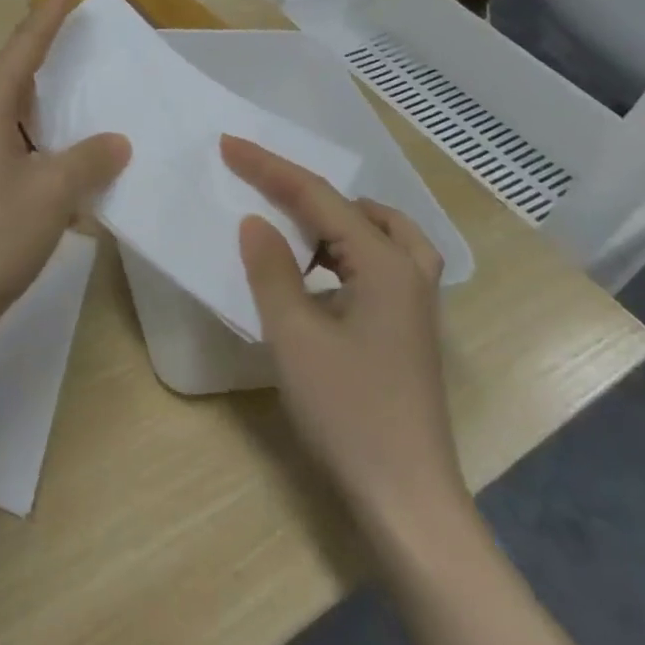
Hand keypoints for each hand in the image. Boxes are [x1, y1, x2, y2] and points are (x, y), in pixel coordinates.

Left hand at [0, 0, 129, 347]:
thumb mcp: (51, 194)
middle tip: (78, 28)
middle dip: (44, 46)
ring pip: (13, 110)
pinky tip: (65, 156)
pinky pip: (13, 143)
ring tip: (77, 85)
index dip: (49, 14)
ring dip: (45, 95)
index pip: (23, 48)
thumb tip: (115, 140)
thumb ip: (89, 159)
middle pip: (13, 71)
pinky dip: (42, 138)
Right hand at [222, 136, 463, 526]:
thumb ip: (271, 269)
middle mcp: (409, 273)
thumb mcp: (294, 335)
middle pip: (356, 208)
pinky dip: (343, 249)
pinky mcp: (407, 330)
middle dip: (305, 188)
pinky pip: (377, 264)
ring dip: (331, 218)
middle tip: (259, 181)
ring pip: (377, 234)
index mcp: (385, 265)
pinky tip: (316, 271)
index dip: (270, 168)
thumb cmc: (348, 411)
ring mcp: (415, 304)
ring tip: (289, 218)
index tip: (229, 145)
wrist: (406, 500)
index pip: (319, 198)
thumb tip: (255, 221)